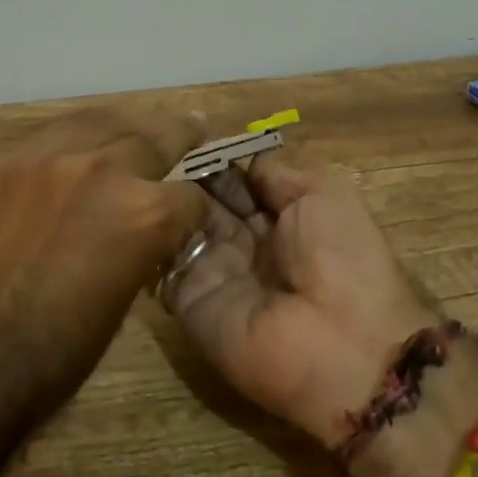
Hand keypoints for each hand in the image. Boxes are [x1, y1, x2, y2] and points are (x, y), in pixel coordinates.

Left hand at [0, 109, 211, 401]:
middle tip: (194, 125)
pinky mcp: (4, 164)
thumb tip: (140, 235)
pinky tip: (79, 144)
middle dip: (180, 136)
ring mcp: (49, 159)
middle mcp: (104, 170)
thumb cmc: (51, 358)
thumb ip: (139, 252)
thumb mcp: (120, 304)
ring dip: (125, 128)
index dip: (195, 212)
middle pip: (155, 139)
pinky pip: (51, 136)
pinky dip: (76, 138)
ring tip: (135, 126)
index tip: (191, 218)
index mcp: (144, 215)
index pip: (190, 197)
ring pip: (101, 123)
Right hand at [162, 151, 438, 448]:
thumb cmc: (344, 257)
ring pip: (179, 225)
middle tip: (151, 144)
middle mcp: (244, 242)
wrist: (344, 344)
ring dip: (162, 197)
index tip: (183, 132)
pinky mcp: (188, 301)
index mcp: (280, 217)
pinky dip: (148, 235)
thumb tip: (239, 155)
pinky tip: (132, 203)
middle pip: (204, 199)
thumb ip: (276, 172)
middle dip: (182, 172)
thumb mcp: (323, 194)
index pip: (235, 178)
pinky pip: (160, 263)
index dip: (213, 156)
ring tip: (136, 166)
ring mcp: (213, 271)